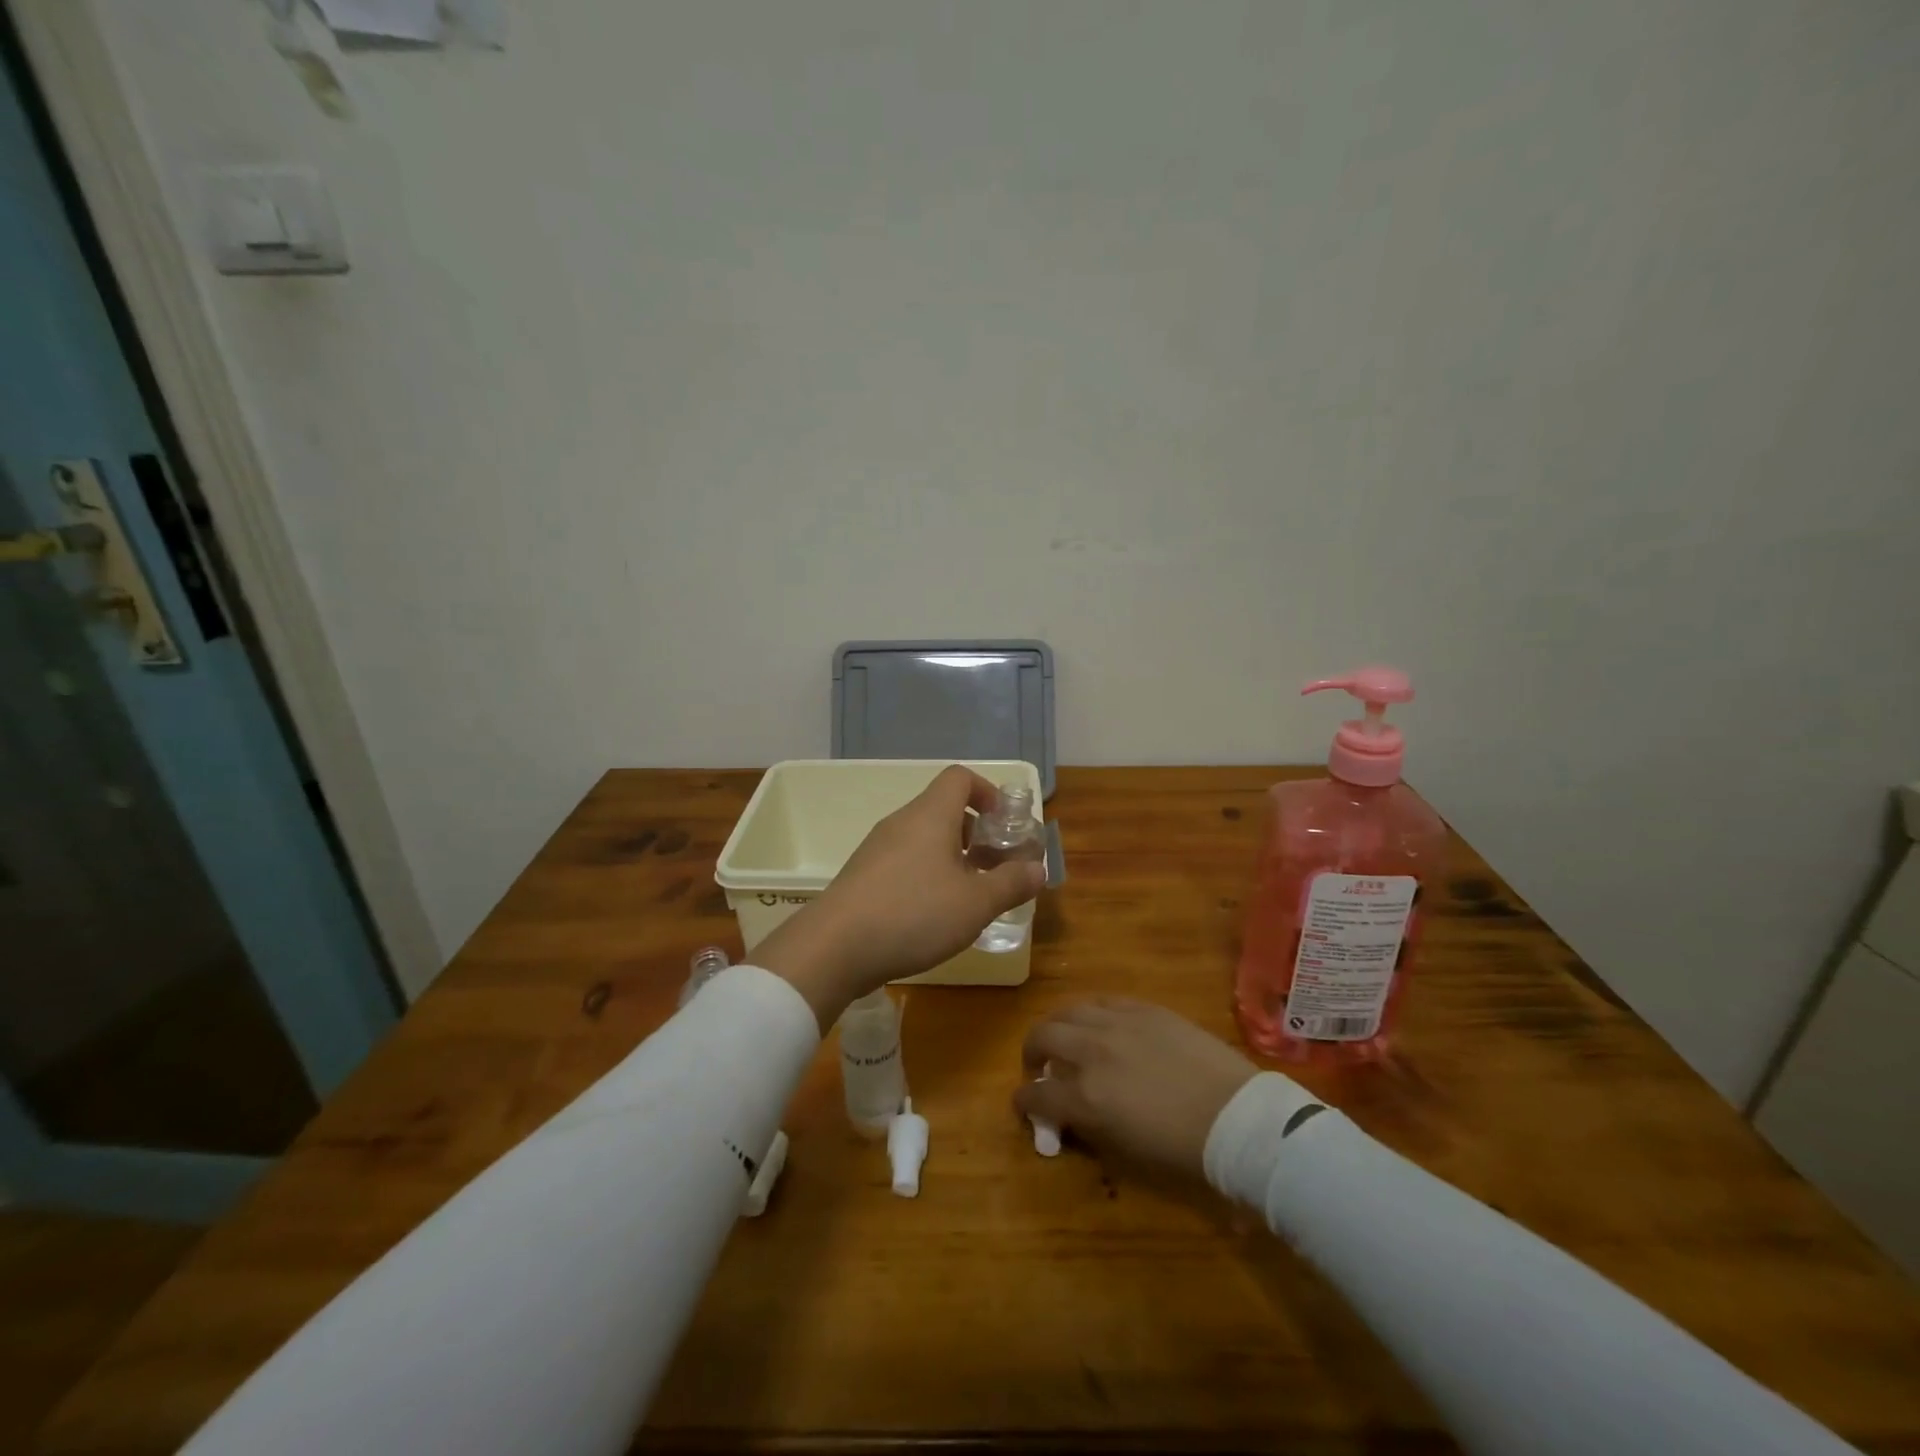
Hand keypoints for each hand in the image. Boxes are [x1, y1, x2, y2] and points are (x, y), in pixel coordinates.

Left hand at [755, 766, 1045, 1026]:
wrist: (834, 947)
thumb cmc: (914, 913)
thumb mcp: (976, 903)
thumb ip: (1011, 883)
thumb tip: (1037, 869)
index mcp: (931, 815)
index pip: (960, 778)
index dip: (988, 793)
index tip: (1005, 825)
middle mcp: (902, 823)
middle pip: (944, 810)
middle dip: (976, 834)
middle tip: (995, 868)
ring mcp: (878, 849)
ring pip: (924, 840)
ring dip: (953, 859)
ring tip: (970, 898)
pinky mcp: (863, 877)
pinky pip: (905, 863)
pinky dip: (927, 876)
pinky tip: (934, 916)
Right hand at [1014, 1000, 1257, 1180]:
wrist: (1236, 1117)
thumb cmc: (1182, 1150)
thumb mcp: (1124, 1151)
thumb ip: (1088, 1126)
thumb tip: (1069, 1114)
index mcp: (1085, 1096)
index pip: (1035, 1094)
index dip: (1024, 1101)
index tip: (1025, 1104)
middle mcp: (1091, 1051)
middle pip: (1042, 1036)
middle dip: (1032, 1052)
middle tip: (1040, 1066)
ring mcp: (1117, 1023)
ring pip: (1069, 1010)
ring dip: (1058, 1026)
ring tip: (1066, 1038)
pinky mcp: (1143, 1008)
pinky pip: (1104, 1001)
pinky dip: (1092, 1013)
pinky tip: (1100, 1024)